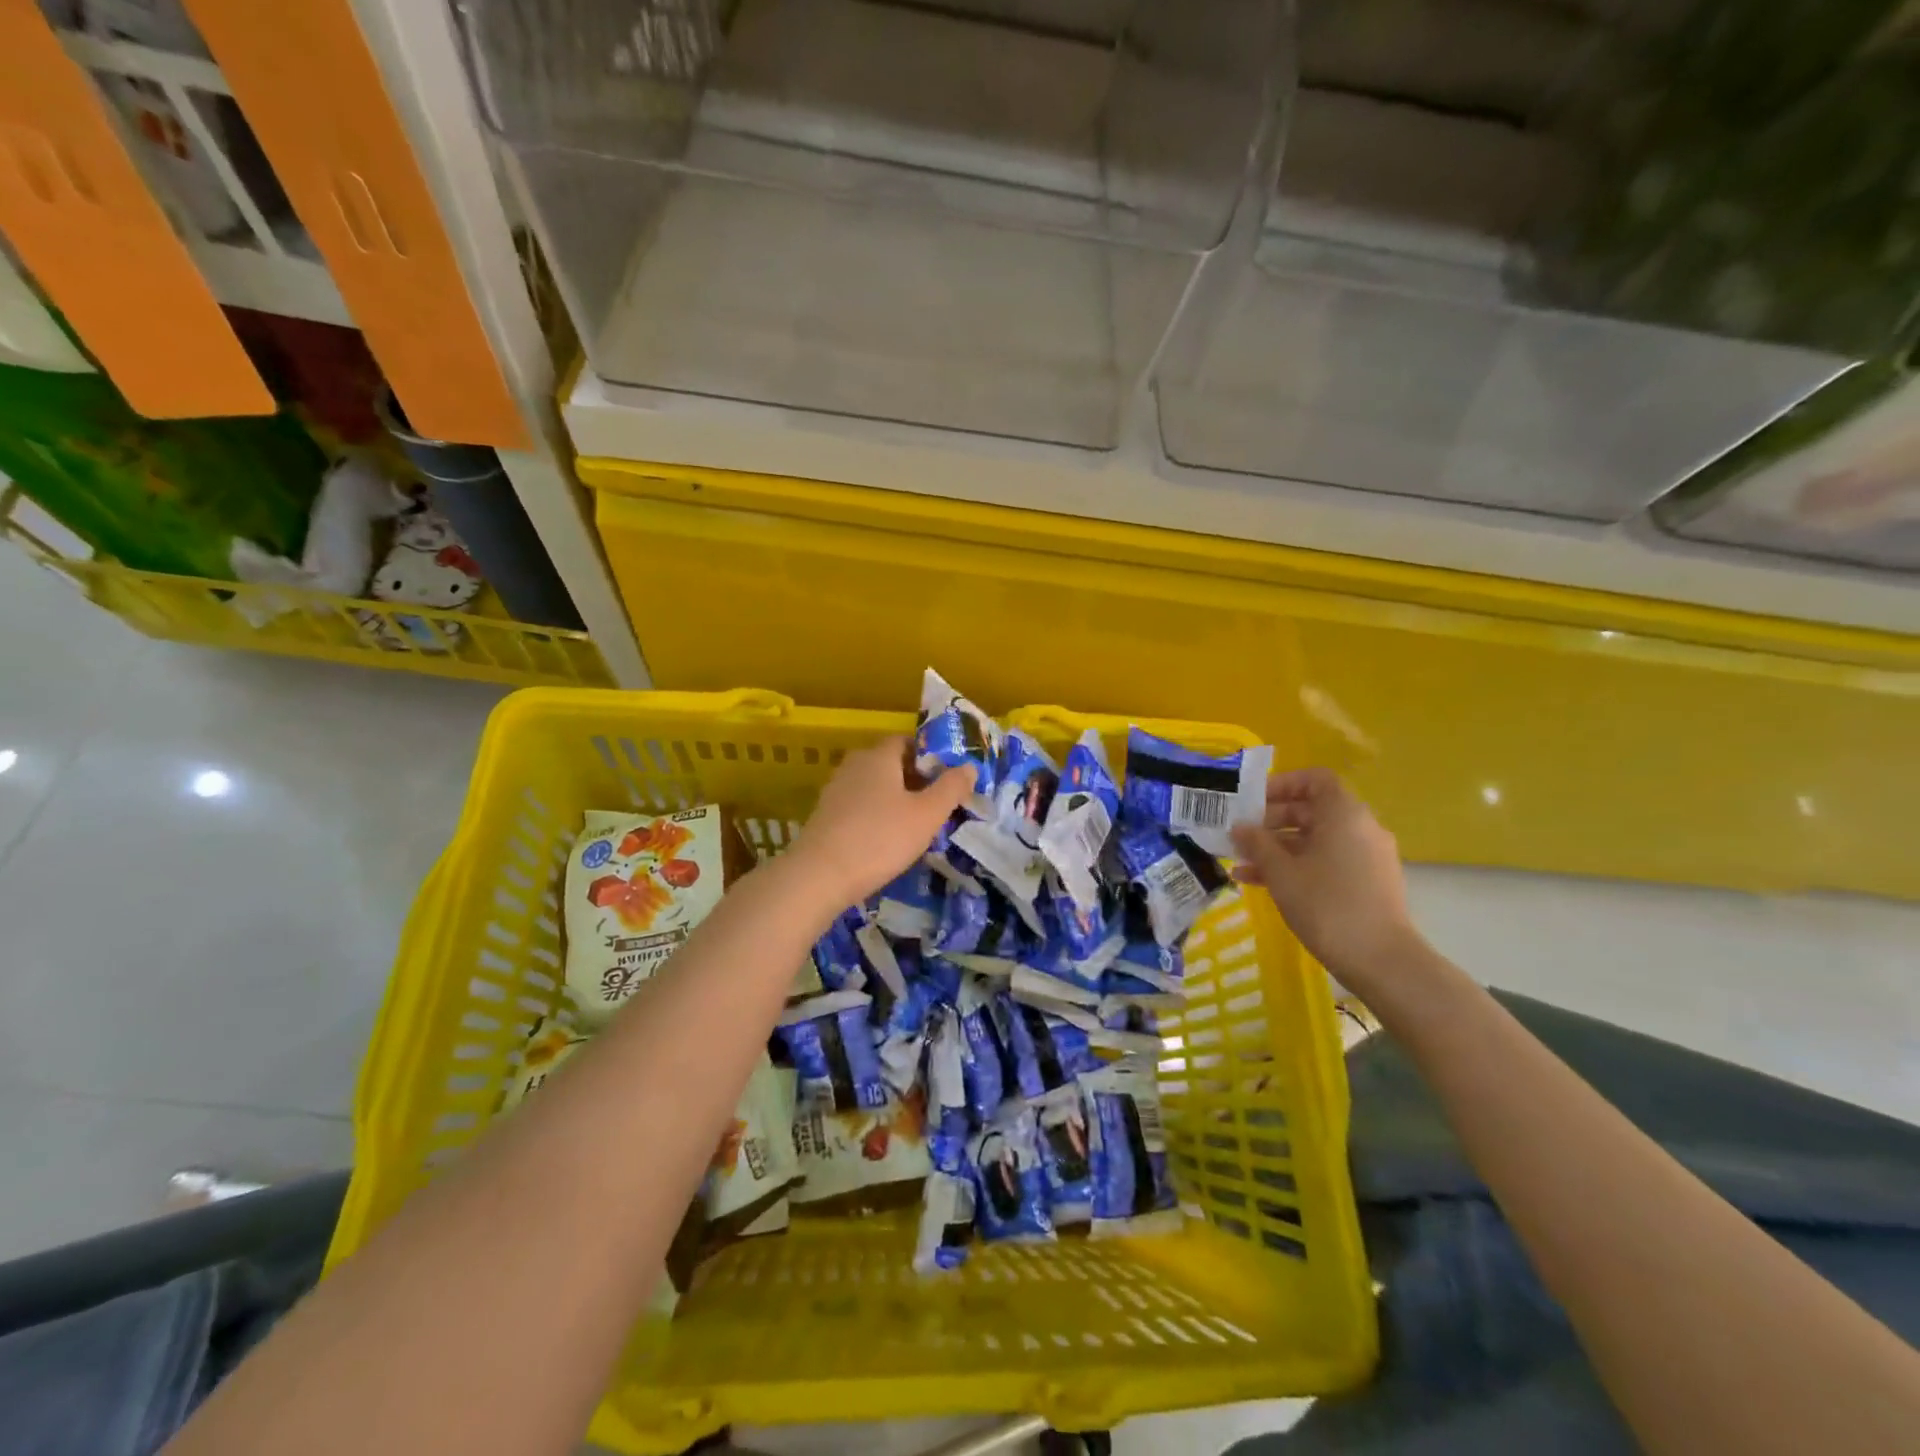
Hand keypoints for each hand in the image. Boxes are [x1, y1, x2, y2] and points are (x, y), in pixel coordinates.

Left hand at [788, 736, 971, 904]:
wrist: (819, 876)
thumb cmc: (880, 838)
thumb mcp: (927, 815)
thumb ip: (951, 788)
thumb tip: (969, 766)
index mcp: (879, 756)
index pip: (907, 741)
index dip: (930, 755)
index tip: (948, 778)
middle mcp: (854, 765)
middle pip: (890, 763)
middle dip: (915, 779)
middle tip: (938, 803)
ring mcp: (836, 790)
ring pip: (874, 786)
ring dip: (896, 799)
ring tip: (917, 824)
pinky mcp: (826, 815)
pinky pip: (860, 805)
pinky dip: (877, 815)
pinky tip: (887, 839)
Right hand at [1229, 768, 1421, 983]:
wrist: (1382, 961)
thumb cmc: (1327, 905)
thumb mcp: (1281, 872)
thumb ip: (1257, 844)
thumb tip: (1239, 828)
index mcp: (1343, 814)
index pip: (1314, 779)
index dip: (1281, 784)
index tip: (1251, 802)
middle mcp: (1360, 827)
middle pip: (1311, 809)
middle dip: (1271, 820)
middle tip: (1238, 835)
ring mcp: (1366, 856)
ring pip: (1315, 838)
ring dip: (1277, 847)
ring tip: (1241, 862)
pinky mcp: (1367, 882)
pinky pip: (1326, 860)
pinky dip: (1296, 865)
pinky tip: (1260, 883)